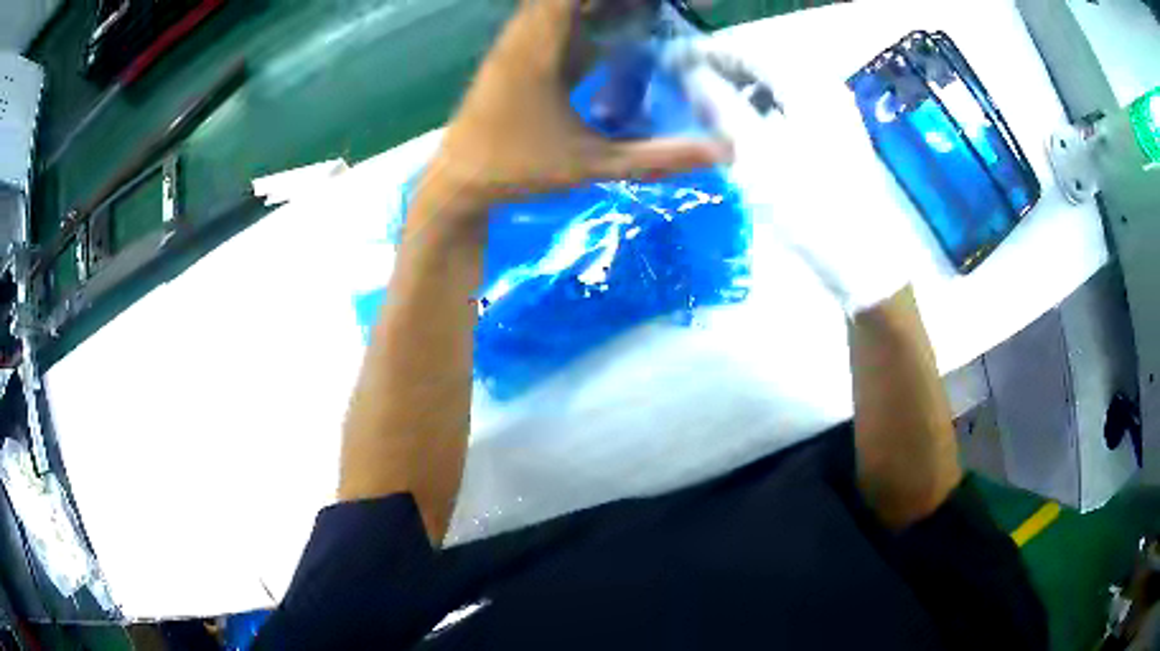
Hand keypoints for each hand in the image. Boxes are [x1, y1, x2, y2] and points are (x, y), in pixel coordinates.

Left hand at [411, 0, 732, 240]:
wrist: (458, 183)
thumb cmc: (517, 170)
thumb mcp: (593, 164)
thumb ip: (659, 158)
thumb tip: (721, 153)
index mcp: (540, 47)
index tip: (657, 2)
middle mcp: (527, 34)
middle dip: (621, 1)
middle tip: (666, 8)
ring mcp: (519, 43)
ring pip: (561, 6)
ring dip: (603, 6)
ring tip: (649, 12)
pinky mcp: (518, 56)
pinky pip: (556, 21)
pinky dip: (587, 17)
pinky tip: (616, 29)